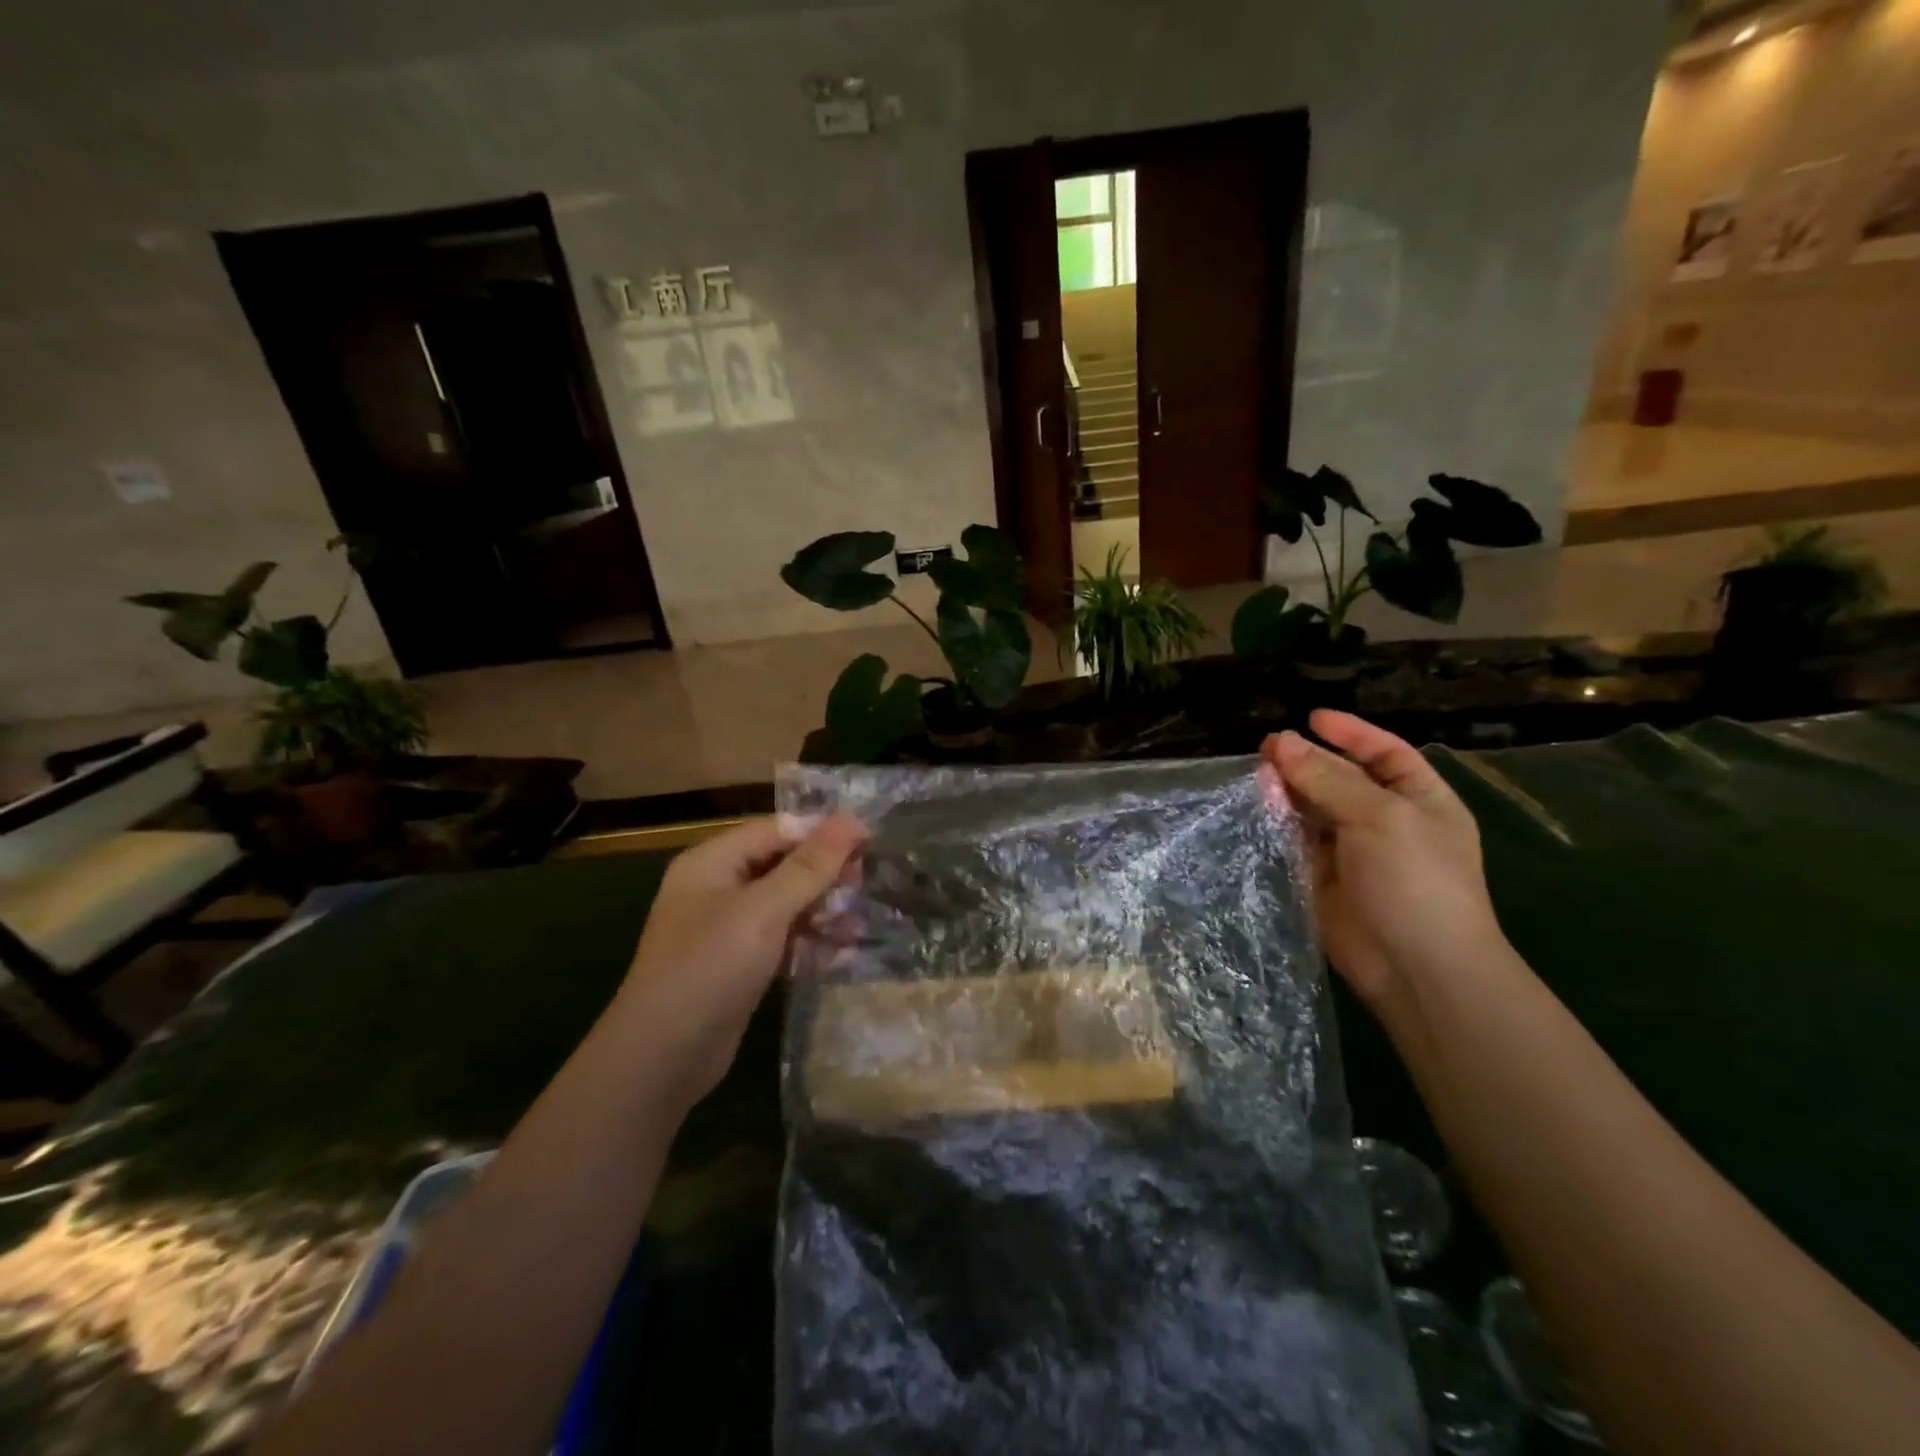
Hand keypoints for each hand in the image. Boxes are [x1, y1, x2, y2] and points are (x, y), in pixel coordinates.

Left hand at [613, 814, 865, 1102]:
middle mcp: (718, 887)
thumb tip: (851, 820)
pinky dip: (810, 943)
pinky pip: (783, 939)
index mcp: (713, 862)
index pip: (777, 830)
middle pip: (783, 865)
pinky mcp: (740, 964)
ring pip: (787, 904)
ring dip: (823, 912)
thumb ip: (809, 866)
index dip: (822, 832)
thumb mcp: (764, 910)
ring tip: (854, 929)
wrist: (663, 1058)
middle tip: (862, 889)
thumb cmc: (710, 968)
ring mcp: (728, 928)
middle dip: (824, 876)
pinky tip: (839, 955)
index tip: (868, 843)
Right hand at [1263, 711, 1507, 1014]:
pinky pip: (1295, 842)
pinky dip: (1277, 825)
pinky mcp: (1322, 879)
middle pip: (1341, 778)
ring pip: (1313, 809)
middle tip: (1266, 749)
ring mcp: (1353, 852)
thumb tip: (1280, 741)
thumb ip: (1327, 778)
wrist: (1416, 967)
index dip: (1351, 733)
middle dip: (1307, 761)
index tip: (1311, 718)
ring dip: (1287, 791)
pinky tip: (1256, 809)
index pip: (1384, 753)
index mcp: (1420, 800)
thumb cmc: (1415, 879)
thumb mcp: (1379, 816)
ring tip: (1256, 775)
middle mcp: (1386, 821)